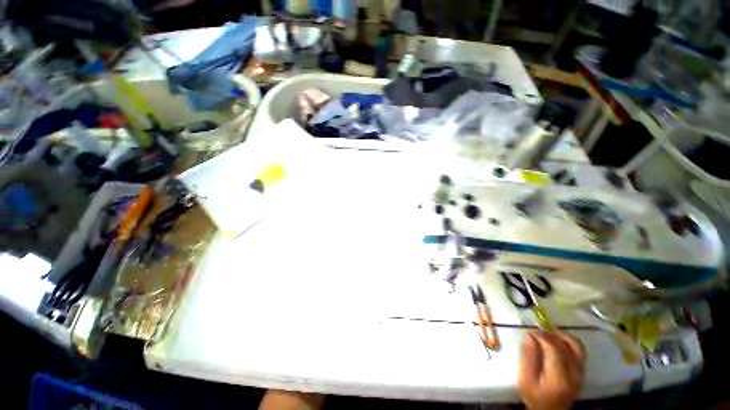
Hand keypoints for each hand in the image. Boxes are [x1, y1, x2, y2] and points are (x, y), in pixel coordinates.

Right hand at [517, 330, 585, 409]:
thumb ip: (527, 357)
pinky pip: (579, 350)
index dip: (541, 336)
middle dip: (549, 334)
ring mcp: (581, 372)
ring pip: (576, 345)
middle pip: (566, 346)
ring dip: (561, 335)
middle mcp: (574, 374)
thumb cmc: (534, 396)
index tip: (528, 332)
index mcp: (558, 378)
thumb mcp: (525, 379)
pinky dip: (567, 341)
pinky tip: (556, 341)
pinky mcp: (582, 371)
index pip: (554, 349)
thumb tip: (529, 335)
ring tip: (547, 333)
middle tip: (535, 332)